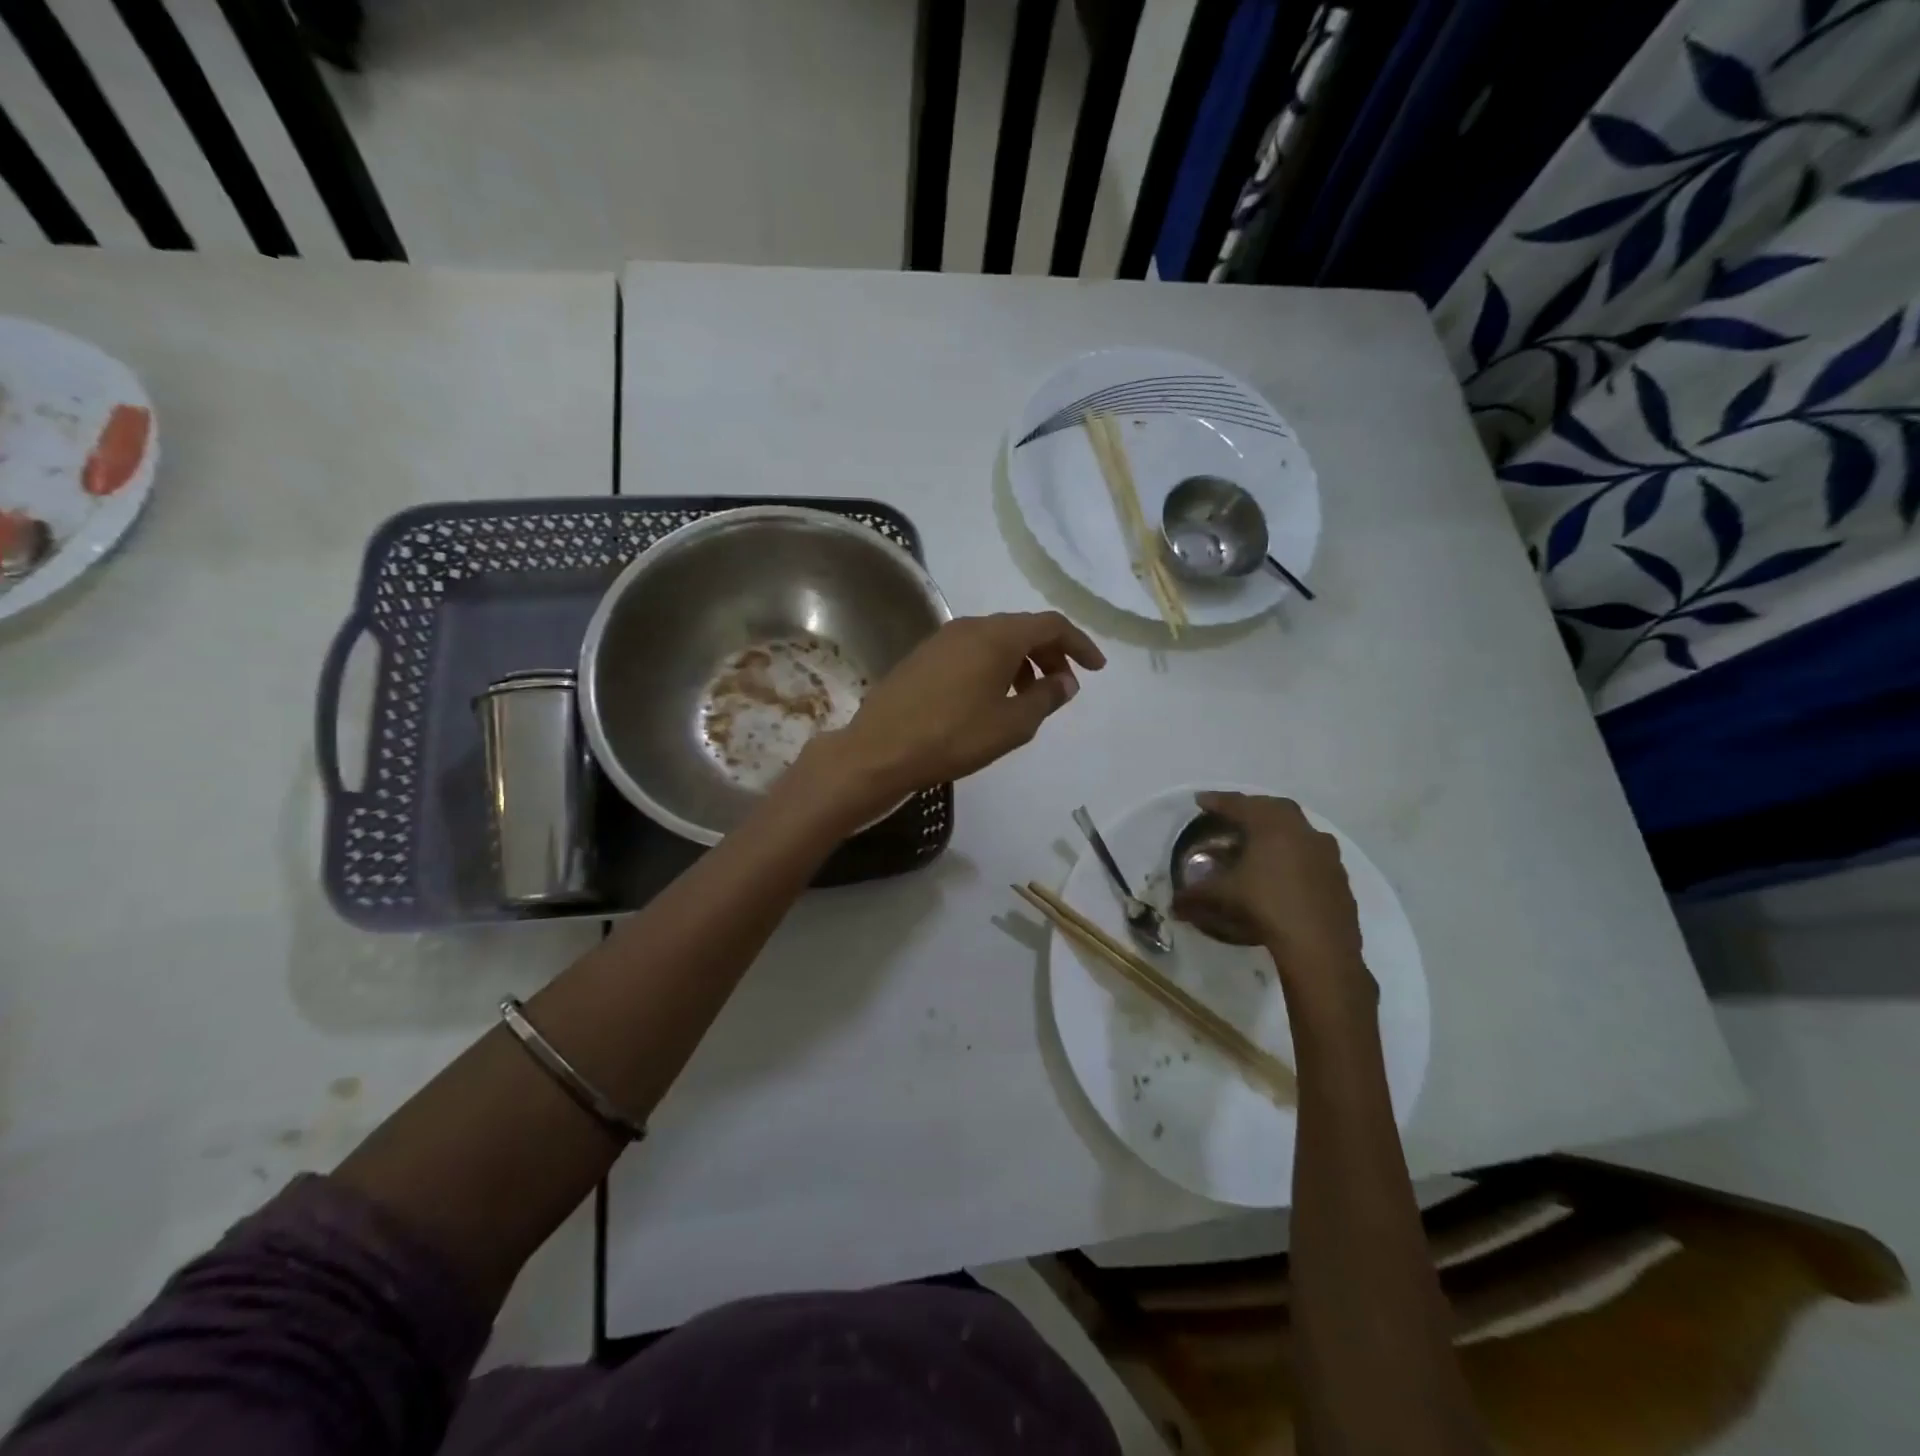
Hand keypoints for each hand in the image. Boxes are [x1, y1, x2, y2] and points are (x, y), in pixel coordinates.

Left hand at [799, 612, 1105, 819]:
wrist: (879, 750)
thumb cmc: (953, 737)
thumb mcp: (1011, 724)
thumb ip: (1046, 698)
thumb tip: (1066, 680)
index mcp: (997, 636)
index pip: (1050, 625)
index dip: (1079, 643)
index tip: (1096, 668)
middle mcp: (970, 626)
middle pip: (1022, 629)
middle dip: (1050, 653)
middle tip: (1063, 684)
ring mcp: (942, 639)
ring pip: (995, 640)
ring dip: (1021, 661)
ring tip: (1029, 696)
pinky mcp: (923, 656)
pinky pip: (972, 651)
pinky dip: (994, 666)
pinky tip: (992, 698)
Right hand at [1171, 792, 1375, 1015]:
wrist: (1320, 946)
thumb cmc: (1265, 907)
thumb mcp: (1222, 897)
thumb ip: (1195, 895)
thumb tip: (1173, 905)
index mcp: (1271, 826)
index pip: (1239, 805)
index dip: (1217, 801)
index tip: (1201, 801)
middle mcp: (1301, 831)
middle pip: (1273, 808)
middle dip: (1251, 808)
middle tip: (1234, 815)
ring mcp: (1326, 854)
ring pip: (1298, 830)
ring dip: (1278, 830)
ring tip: (1261, 842)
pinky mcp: (1339, 877)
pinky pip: (1313, 854)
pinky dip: (1295, 855)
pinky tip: (1285, 872)